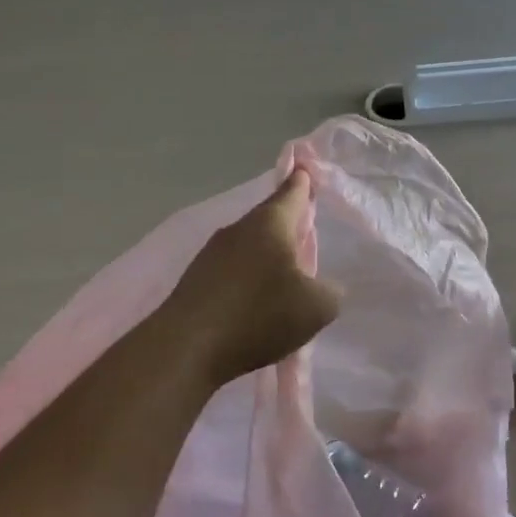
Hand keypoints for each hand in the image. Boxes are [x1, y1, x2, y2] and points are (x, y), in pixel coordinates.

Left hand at [156, 169, 342, 387]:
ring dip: (266, 255)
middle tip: (305, 231)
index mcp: (270, 224)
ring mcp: (212, 254)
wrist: (185, 348)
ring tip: (284, 275)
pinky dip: (247, 278)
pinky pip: (231, 270)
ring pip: (249, 245)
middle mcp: (238, 230)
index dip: (303, 181)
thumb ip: (330, 291)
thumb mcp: (316, 307)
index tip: (306, 168)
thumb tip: (324, 287)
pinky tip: (255, 302)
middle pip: (269, 219)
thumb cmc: (258, 315)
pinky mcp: (195, 281)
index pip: (292, 192)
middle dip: (287, 224)